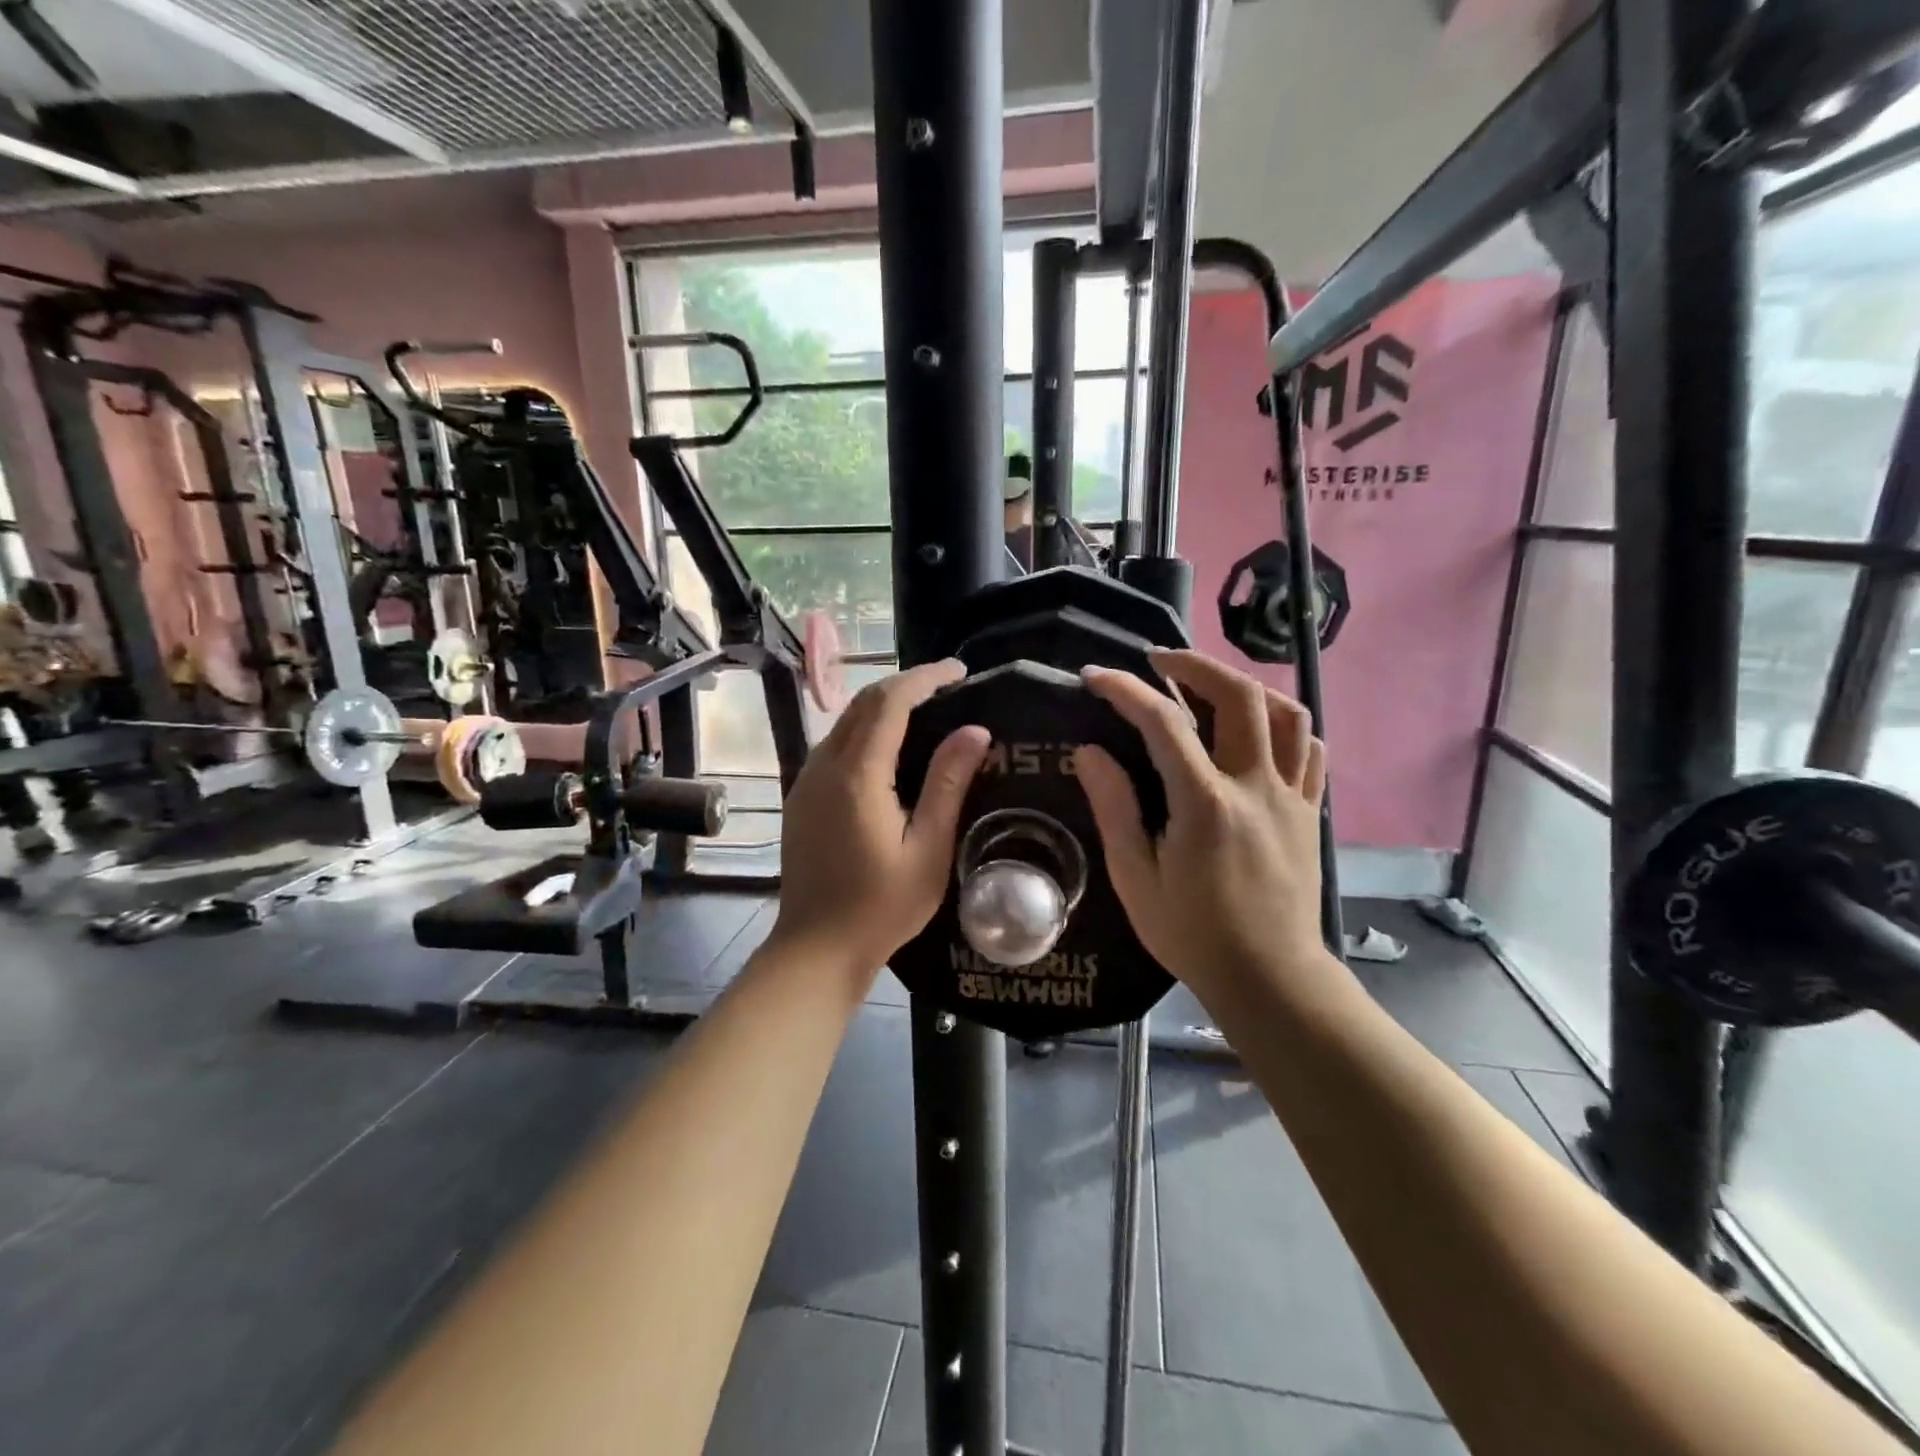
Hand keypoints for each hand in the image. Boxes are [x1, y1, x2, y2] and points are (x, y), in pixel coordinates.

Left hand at [772, 660, 990, 976]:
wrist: (815, 948)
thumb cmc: (880, 907)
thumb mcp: (928, 850)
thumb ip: (948, 786)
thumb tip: (975, 731)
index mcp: (857, 776)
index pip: (889, 703)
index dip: (925, 678)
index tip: (958, 670)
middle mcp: (824, 766)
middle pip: (863, 704)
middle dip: (905, 685)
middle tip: (948, 687)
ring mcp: (806, 781)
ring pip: (845, 722)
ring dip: (883, 706)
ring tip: (926, 711)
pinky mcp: (801, 797)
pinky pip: (834, 745)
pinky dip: (865, 730)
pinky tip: (889, 748)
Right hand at [1074, 650, 1336, 1011]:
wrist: (1269, 977)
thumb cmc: (1192, 933)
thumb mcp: (1135, 877)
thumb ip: (1114, 808)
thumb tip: (1091, 751)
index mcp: (1205, 803)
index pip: (1164, 723)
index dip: (1126, 690)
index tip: (1096, 676)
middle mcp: (1255, 786)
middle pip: (1239, 695)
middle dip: (1195, 664)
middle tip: (1159, 661)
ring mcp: (1291, 796)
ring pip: (1287, 713)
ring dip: (1245, 685)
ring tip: (1211, 686)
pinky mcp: (1310, 811)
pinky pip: (1309, 748)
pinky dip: (1283, 724)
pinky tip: (1258, 731)